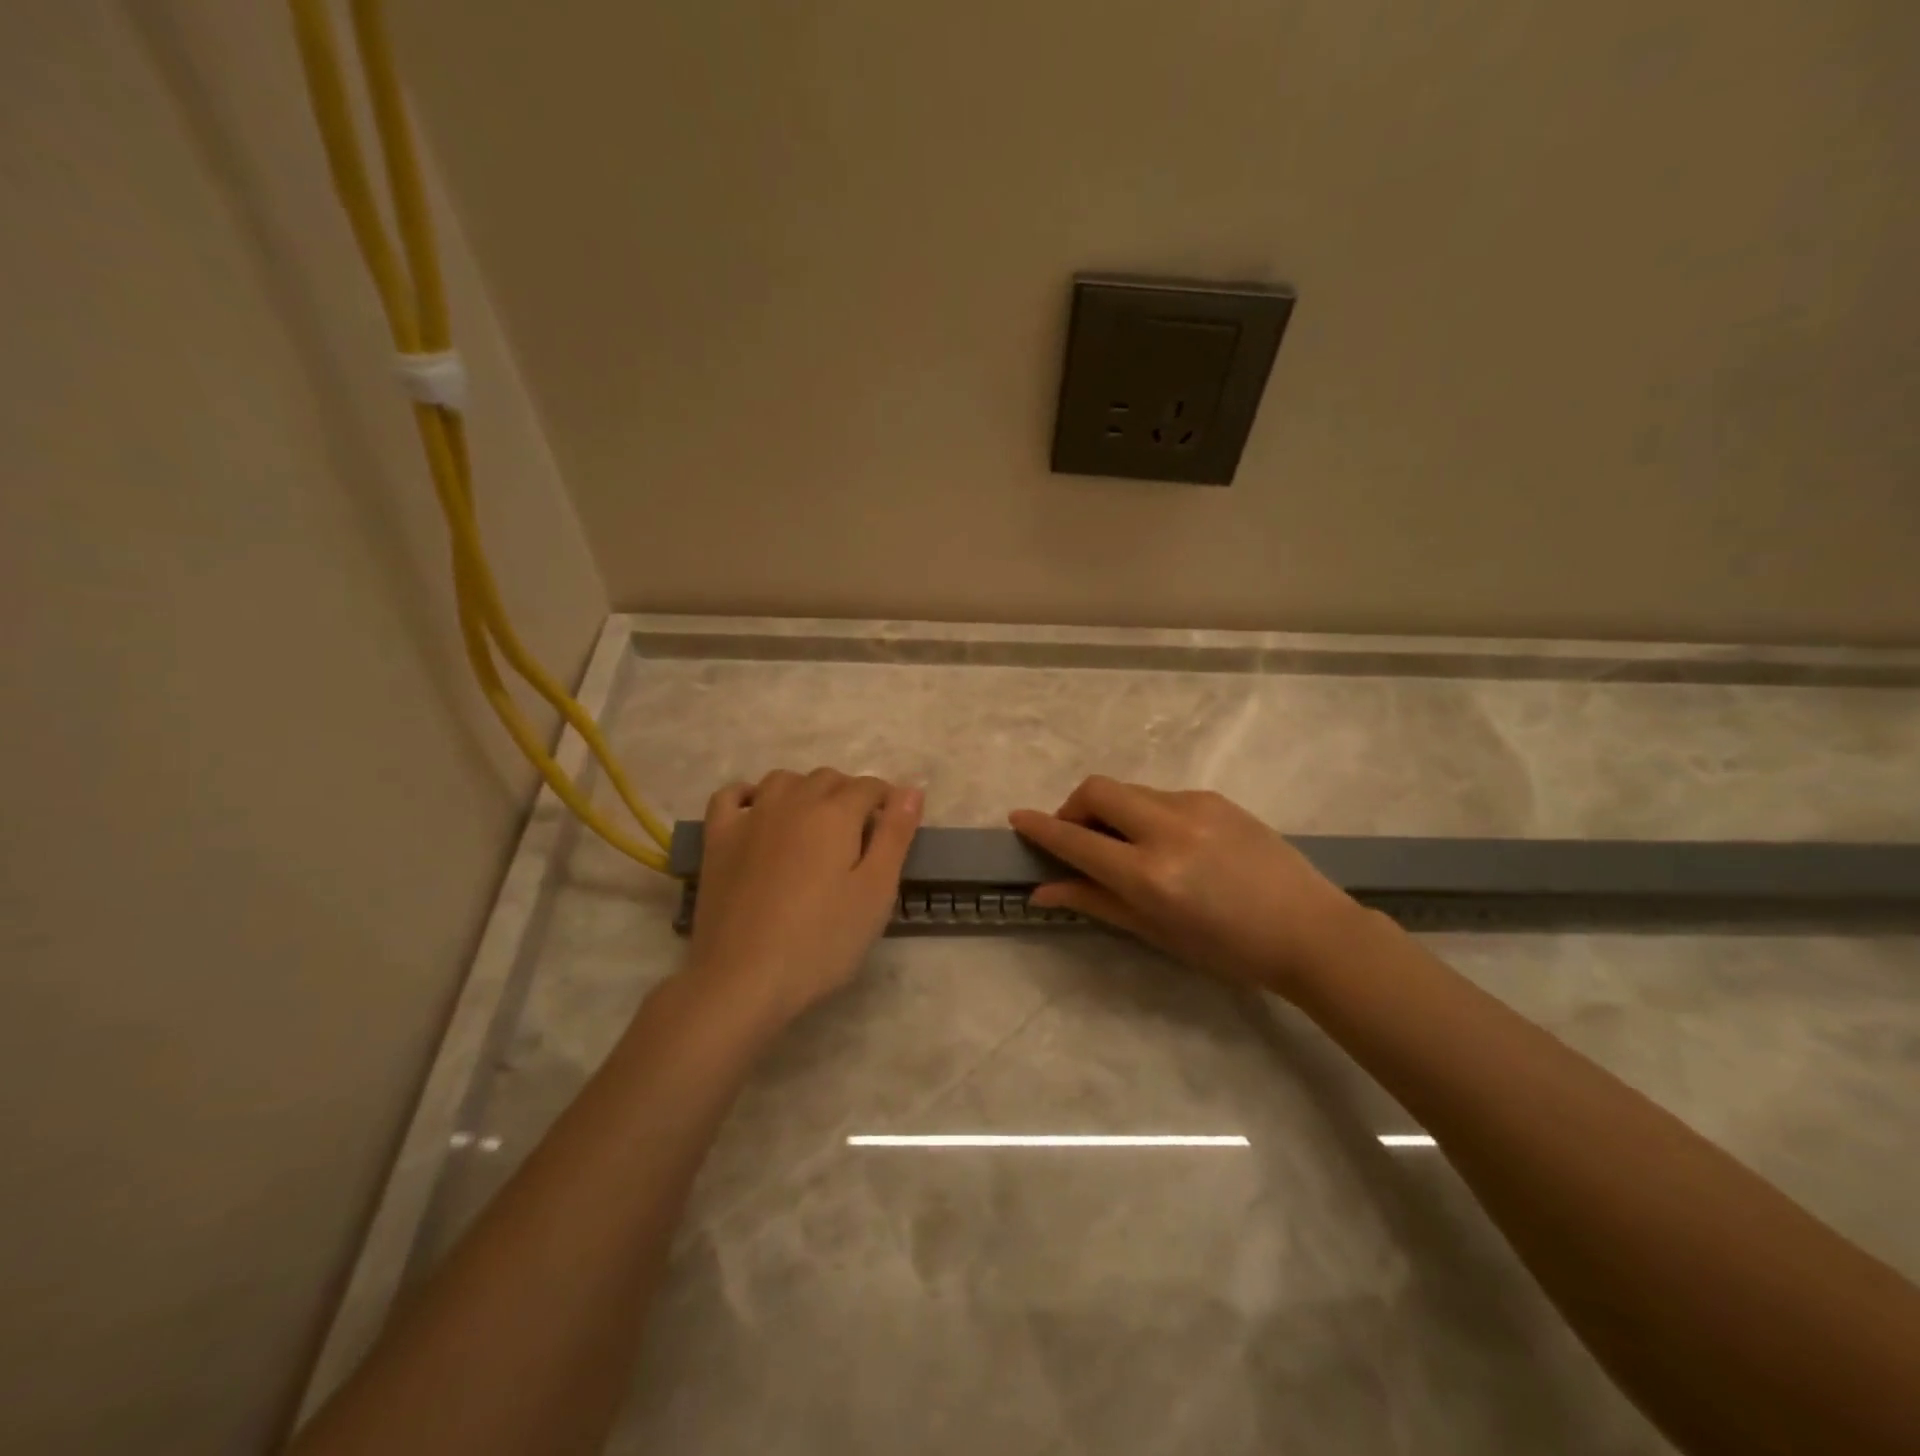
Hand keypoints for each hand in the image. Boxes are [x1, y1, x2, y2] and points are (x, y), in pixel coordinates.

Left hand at [685, 768, 922, 1027]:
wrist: (743, 979)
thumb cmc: (822, 942)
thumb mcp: (875, 892)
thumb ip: (896, 835)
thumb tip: (911, 789)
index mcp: (835, 813)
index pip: (869, 787)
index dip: (887, 802)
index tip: (892, 829)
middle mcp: (792, 801)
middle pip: (827, 779)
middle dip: (849, 795)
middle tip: (858, 836)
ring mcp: (750, 818)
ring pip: (783, 780)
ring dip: (805, 790)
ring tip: (814, 825)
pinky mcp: (717, 839)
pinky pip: (731, 796)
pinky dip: (749, 795)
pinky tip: (758, 813)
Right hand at [1009, 776, 1368, 998]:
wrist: (1310, 931)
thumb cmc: (1228, 950)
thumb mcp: (1156, 933)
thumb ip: (1096, 903)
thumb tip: (1044, 891)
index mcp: (1150, 874)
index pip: (1077, 840)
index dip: (1040, 828)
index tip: (1016, 818)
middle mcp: (1167, 828)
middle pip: (1097, 790)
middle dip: (1073, 807)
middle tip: (1076, 837)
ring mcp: (1195, 806)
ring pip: (1129, 790)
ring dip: (1112, 811)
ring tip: (1126, 847)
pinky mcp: (1216, 797)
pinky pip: (1162, 796)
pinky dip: (1145, 813)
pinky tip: (1167, 844)